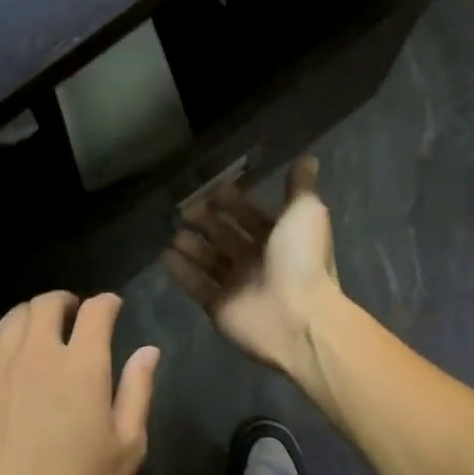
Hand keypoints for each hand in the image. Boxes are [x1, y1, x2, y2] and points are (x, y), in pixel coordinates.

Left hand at [0, 291, 158, 474]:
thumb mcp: (127, 448)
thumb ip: (137, 391)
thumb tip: (148, 350)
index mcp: (82, 366)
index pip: (95, 311)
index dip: (107, 303)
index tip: (113, 308)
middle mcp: (37, 355)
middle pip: (46, 304)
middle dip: (64, 301)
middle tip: (74, 313)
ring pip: (11, 319)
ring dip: (31, 314)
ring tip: (41, 328)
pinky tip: (4, 350)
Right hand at [164, 155, 341, 383]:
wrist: (298, 316)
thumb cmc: (302, 260)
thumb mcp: (306, 212)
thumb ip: (300, 186)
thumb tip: (308, 158)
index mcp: (279, 239)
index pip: (251, 216)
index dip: (233, 202)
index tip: (212, 187)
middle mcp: (257, 262)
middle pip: (226, 236)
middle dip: (207, 220)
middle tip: (185, 207)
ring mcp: (237, 286)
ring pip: (209, 260)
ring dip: (192, 245)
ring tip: (174, 230)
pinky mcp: (219, 307)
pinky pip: (196, 285)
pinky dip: (182, 271)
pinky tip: (165, 255)